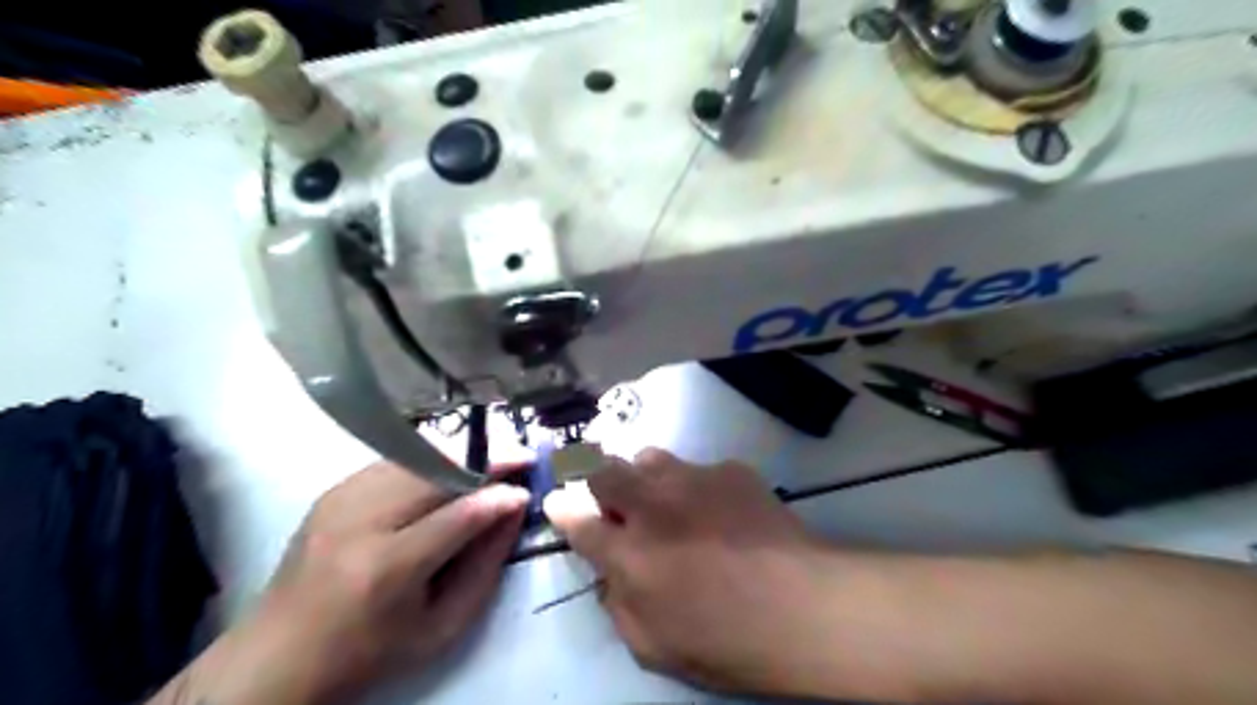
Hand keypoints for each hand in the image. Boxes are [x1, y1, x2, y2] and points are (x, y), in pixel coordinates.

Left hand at [148, 463, 526, 704]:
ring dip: (462, 454)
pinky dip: (432, 460)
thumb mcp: (441, 626)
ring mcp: (341, 499)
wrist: (278, 656)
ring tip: (493, 458)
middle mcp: (361, 522)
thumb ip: (485, 565)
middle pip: (438, 471)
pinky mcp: (333, 490)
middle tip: (521, 456)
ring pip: (418, 456)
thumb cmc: (369, 652)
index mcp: (387, 568)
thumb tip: (514, 511)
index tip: (527, 489)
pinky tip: (450, 471)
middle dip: (487, 458)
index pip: (459, 515)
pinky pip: (396, 460)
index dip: (500, 496)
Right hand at [540, 449, 831, 695]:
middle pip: (604, 471)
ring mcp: (692, 481)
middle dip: (597, 480)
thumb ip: (618, 605)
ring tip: (667, 499)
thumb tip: (610, 575)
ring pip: (649, 458)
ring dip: (646, 477)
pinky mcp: (729, 470)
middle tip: (615, 499)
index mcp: (628, 554)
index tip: (559, 502)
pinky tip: (723, 509)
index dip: (562, 508)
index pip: (576, 519)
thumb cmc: (727, 641)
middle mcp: (652, 507)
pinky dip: (698, 485)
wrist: (803, 606)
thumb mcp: (654, 646)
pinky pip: (700, 468)